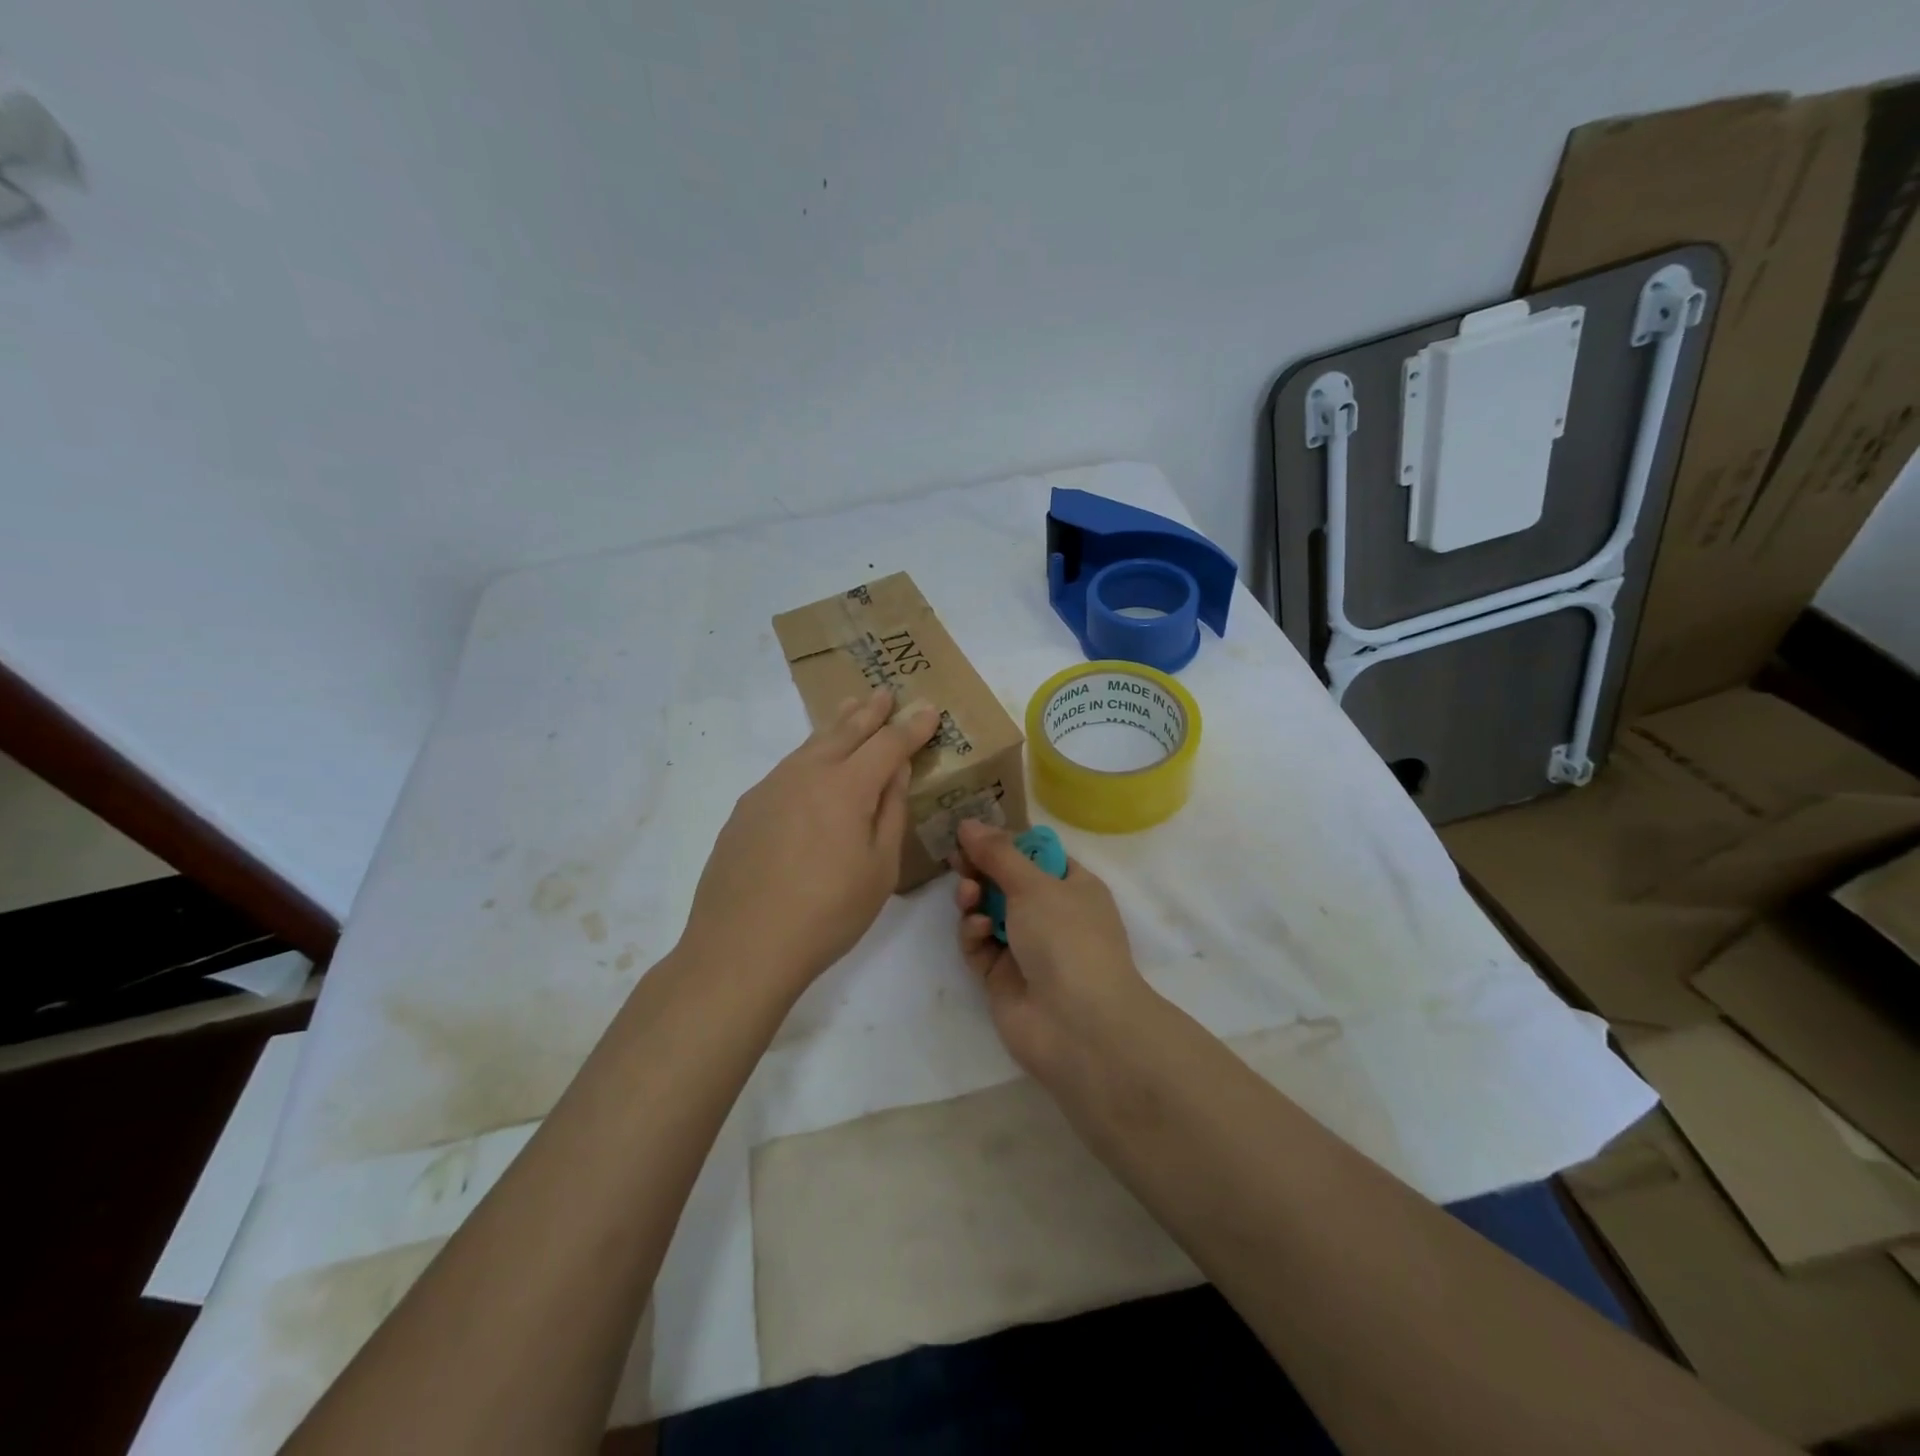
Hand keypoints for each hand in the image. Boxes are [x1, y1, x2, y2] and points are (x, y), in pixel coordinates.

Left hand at [683, 689, 938, 992]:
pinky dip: (808, 756)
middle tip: (884, 693)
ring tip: (848, 711)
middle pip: (844, 732)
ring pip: (810, 745)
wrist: (740, 947)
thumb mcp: (878, 869)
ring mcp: (770, 788)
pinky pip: (787, 769)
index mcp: (846, 787)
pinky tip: (810, 767)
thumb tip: (896, 771)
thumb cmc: (826, 914)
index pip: (887, 744)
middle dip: (870, 712)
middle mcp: (806, 774)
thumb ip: (890, 812)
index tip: (928, 711)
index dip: (911, 727)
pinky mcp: (746, 809)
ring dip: (835, 726)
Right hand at [951, 819, 1159, 1084]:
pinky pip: (979, 945)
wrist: (1079, 1026)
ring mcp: (1026, 947)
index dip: (1005, 843)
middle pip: (1006, 882)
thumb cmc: (1068, 938)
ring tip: (968, 897)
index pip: (1036, 855)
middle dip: (981, 870)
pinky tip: (978, 930)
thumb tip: (969, 822)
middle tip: (956, 858)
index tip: (972, 832)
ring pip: (988, 912)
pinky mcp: (1002, 977)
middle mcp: (1051, 914)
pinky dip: (974, 934)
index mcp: (1073, 886)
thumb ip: (997, 853)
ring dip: (974, 899)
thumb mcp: (1035, 885)